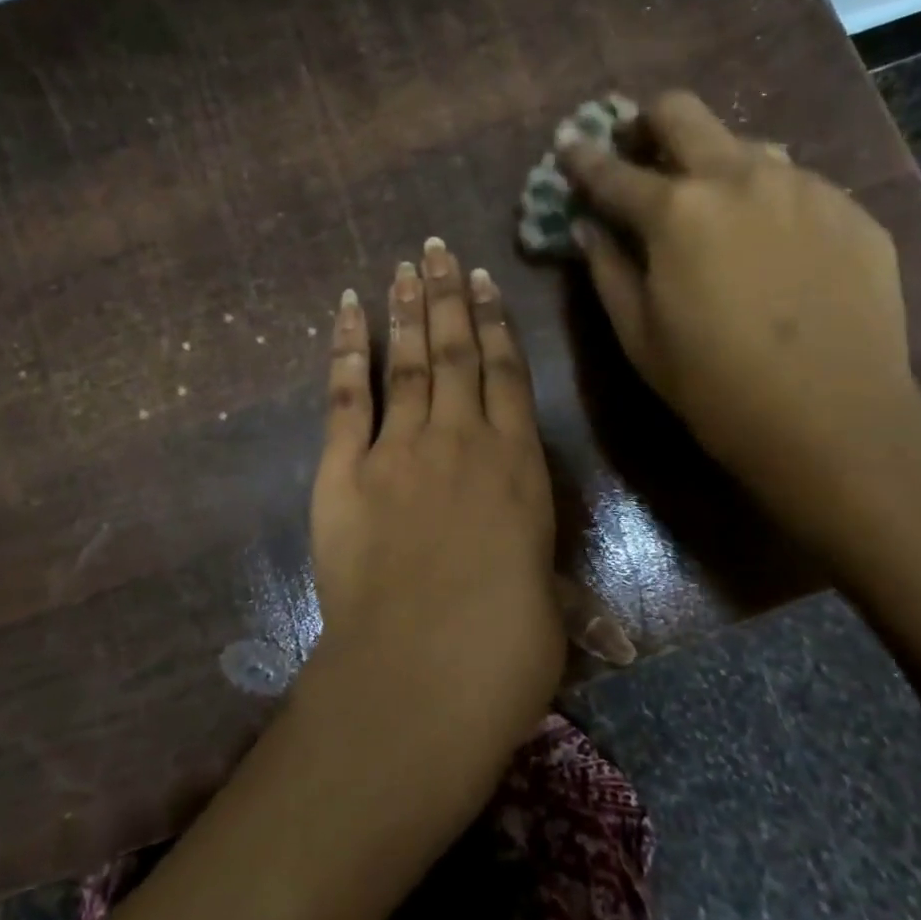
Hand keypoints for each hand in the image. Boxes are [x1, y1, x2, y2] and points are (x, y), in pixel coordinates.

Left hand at [304, 238, 562, 779]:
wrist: (425, 670)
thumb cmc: (506, 648)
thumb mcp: (547, 608)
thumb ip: (544, 581)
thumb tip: (575, 609)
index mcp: (518, 465)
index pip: (508, 375)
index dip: (497, 324)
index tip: (484, 282)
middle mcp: (461, 440)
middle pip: (456, 351)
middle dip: (448, 296)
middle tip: (438, 249)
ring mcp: (400, 449)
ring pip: (408, 360)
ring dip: (407, 309)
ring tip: (405, 266)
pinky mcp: (345, 470)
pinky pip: (347, 394)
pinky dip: (346, 348)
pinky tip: (346, 310)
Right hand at [558, 91, 920, 512]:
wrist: (835, 422)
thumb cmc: (715, 386)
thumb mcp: (639, 336)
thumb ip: (607, 269)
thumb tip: (587, 227)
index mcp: (675, 211)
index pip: (611, 171)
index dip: (582, 158)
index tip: (568, 146)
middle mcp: (740, 177)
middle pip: (682, 113)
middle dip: (648, 122)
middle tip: (639, 150)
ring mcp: (804, 187)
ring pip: (746, 145)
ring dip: (716, 164)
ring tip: (715, 210)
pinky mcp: (851, 212)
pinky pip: (798, 186)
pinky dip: (769, 202)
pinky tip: (775, 250)